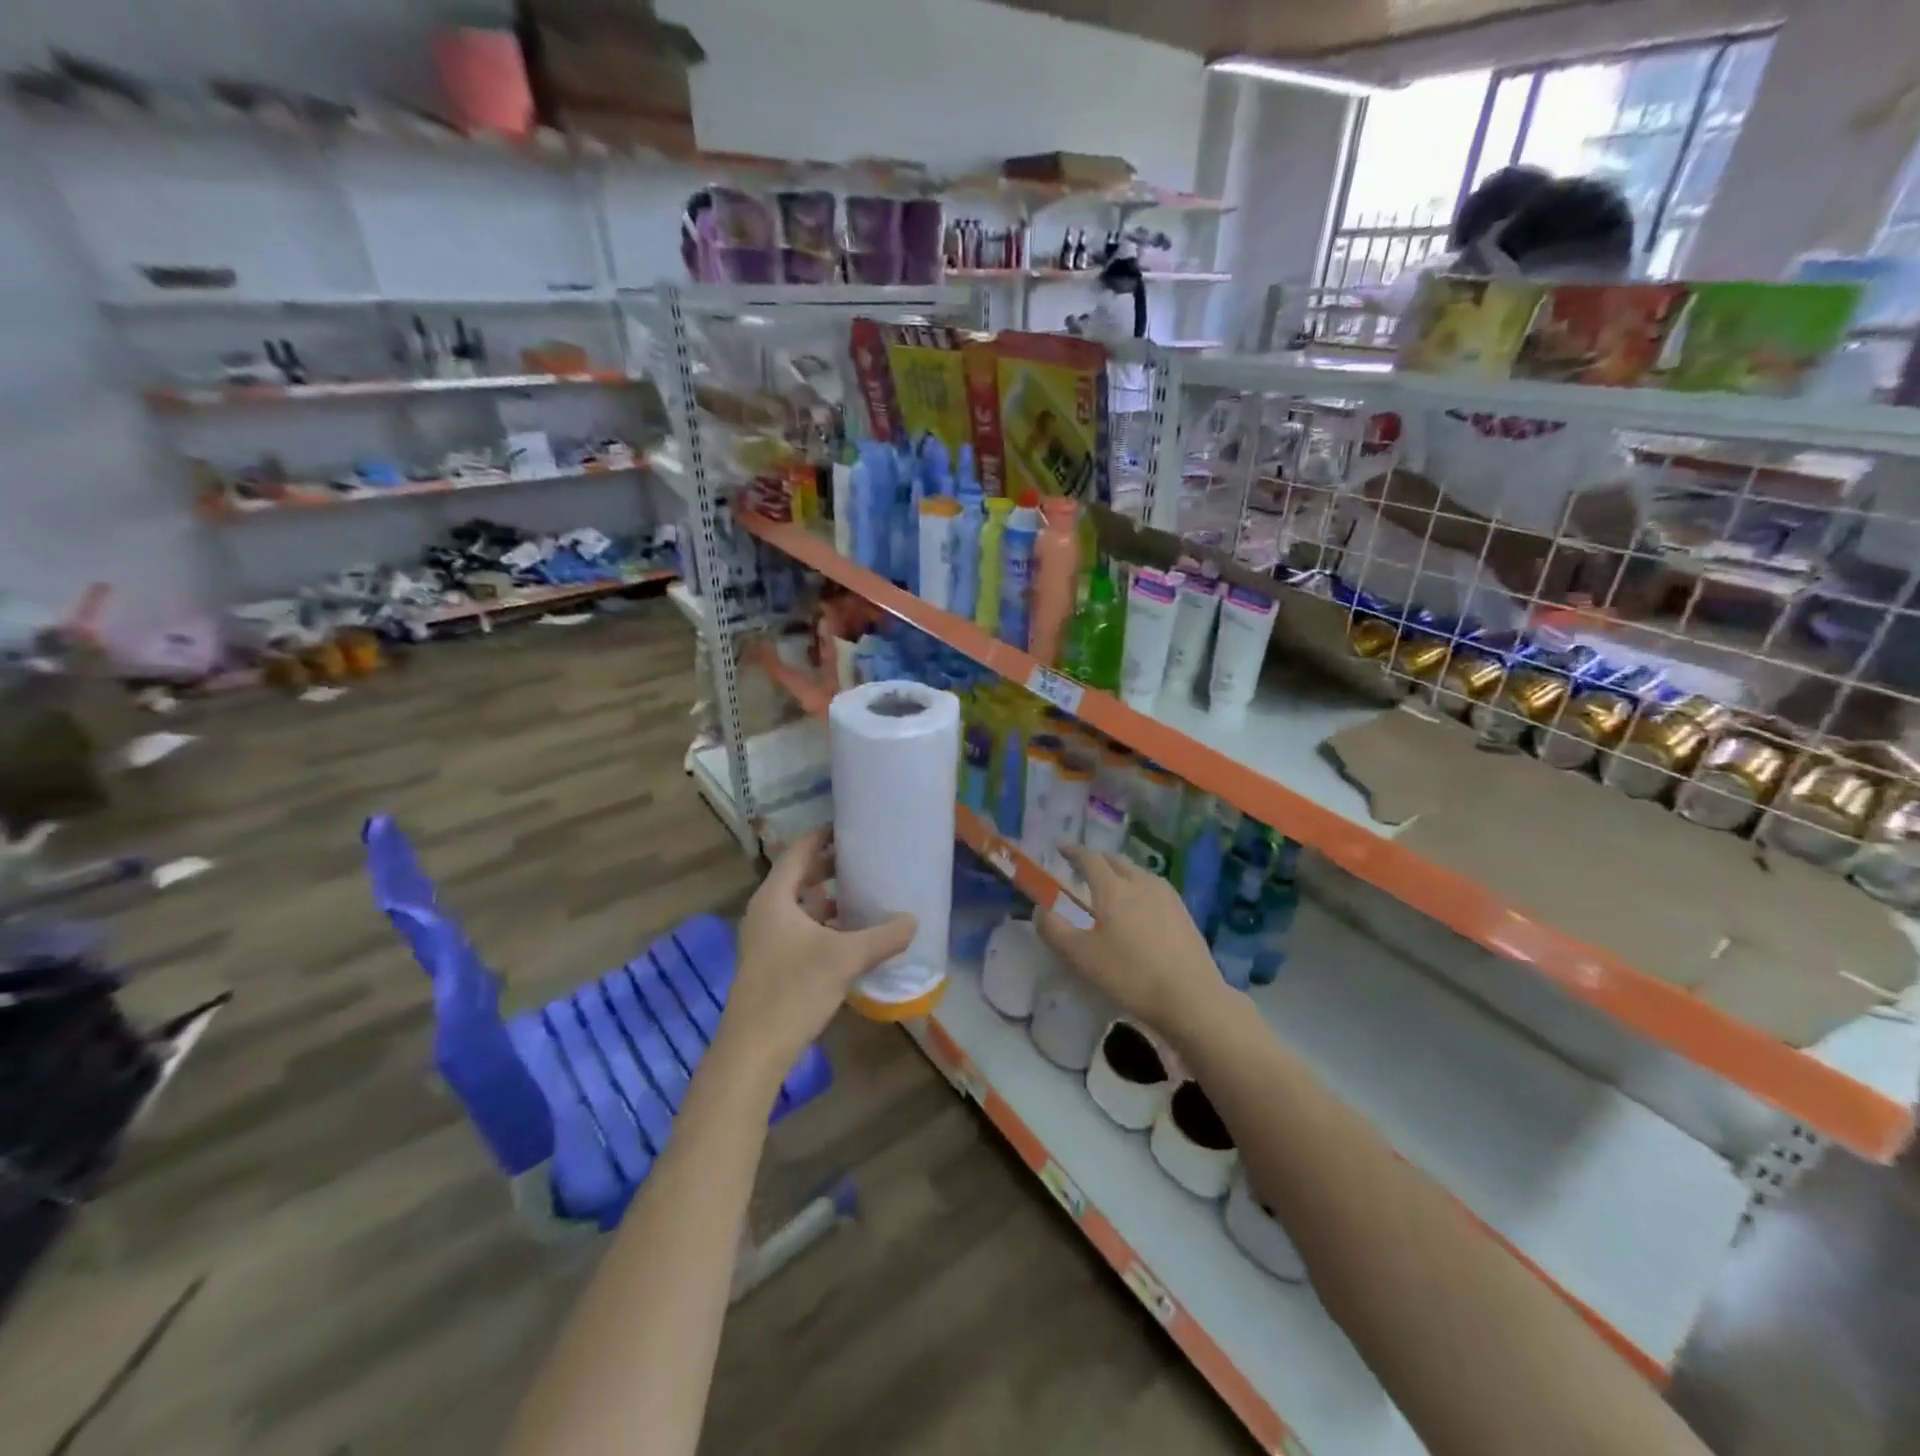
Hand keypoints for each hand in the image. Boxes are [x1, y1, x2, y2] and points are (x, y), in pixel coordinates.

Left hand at [717, 829, 915, 1077]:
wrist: (753, 1050)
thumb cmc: (794, 991)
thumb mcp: (845, 959)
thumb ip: (882, 937)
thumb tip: (913, 920)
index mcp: (775, 899)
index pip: (798, 853)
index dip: (821, 837)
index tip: (848, 827)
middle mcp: (766, 913)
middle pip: (798, 878)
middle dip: (829, 868)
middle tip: (863, 860)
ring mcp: (765, 940)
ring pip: (799, 907)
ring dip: (827, 900)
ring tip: (862, 895)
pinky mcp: (771, 963)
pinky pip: (799, 930)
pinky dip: (822, 925)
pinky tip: (849, 937)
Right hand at [1038, 846, 1226, 1039]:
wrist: (1191, 997)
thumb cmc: (1130, 975)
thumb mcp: (1081, 957)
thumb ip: (1055, 930)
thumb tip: (1041, 909)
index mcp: (1113, 888)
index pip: (1089, 859)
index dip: (1073, 851)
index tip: (1061, 848)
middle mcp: (1140, 882)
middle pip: (1115, 861)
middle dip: (1097, 860)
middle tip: (1083, 868)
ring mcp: (1167, 896)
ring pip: (1138, 872)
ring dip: (1120, 872)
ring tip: (1111, 884)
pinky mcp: (1183, 913)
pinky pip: (1154, 888)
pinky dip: (1139, 887)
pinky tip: (1141, 906)